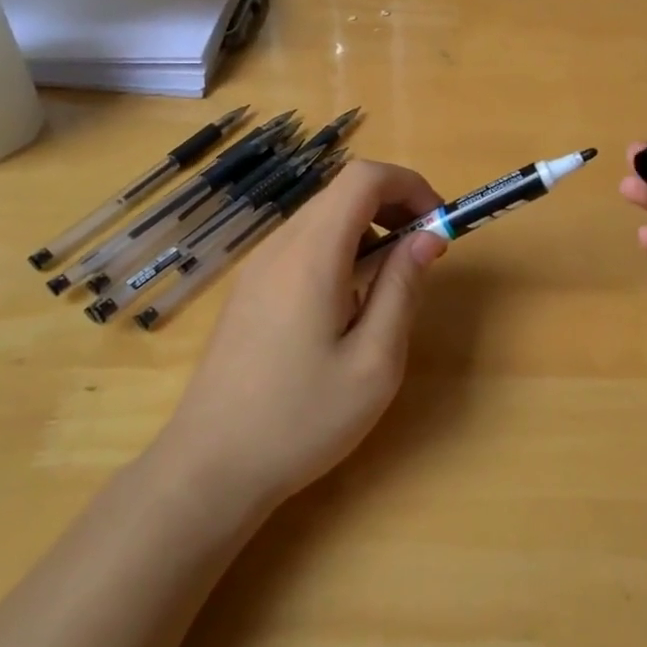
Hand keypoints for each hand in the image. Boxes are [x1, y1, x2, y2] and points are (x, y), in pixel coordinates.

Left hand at [156, 161, 447, 511]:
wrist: (209, 469)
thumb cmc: (301, 420)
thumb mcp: (374, 362)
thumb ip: (403, 288)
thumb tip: (429, 235)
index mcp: (312, 255)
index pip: (364, 177)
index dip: (409, 185)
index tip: (438, 224)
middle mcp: (280, 246)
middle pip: (343, 192)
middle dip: (394, 206)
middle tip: (423, 253)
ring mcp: (258, 266)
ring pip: (324, 216)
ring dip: (368, 229)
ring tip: (389, 284)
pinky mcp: (250, 288)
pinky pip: (304, 244)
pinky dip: (340, 249)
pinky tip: (348, 304)